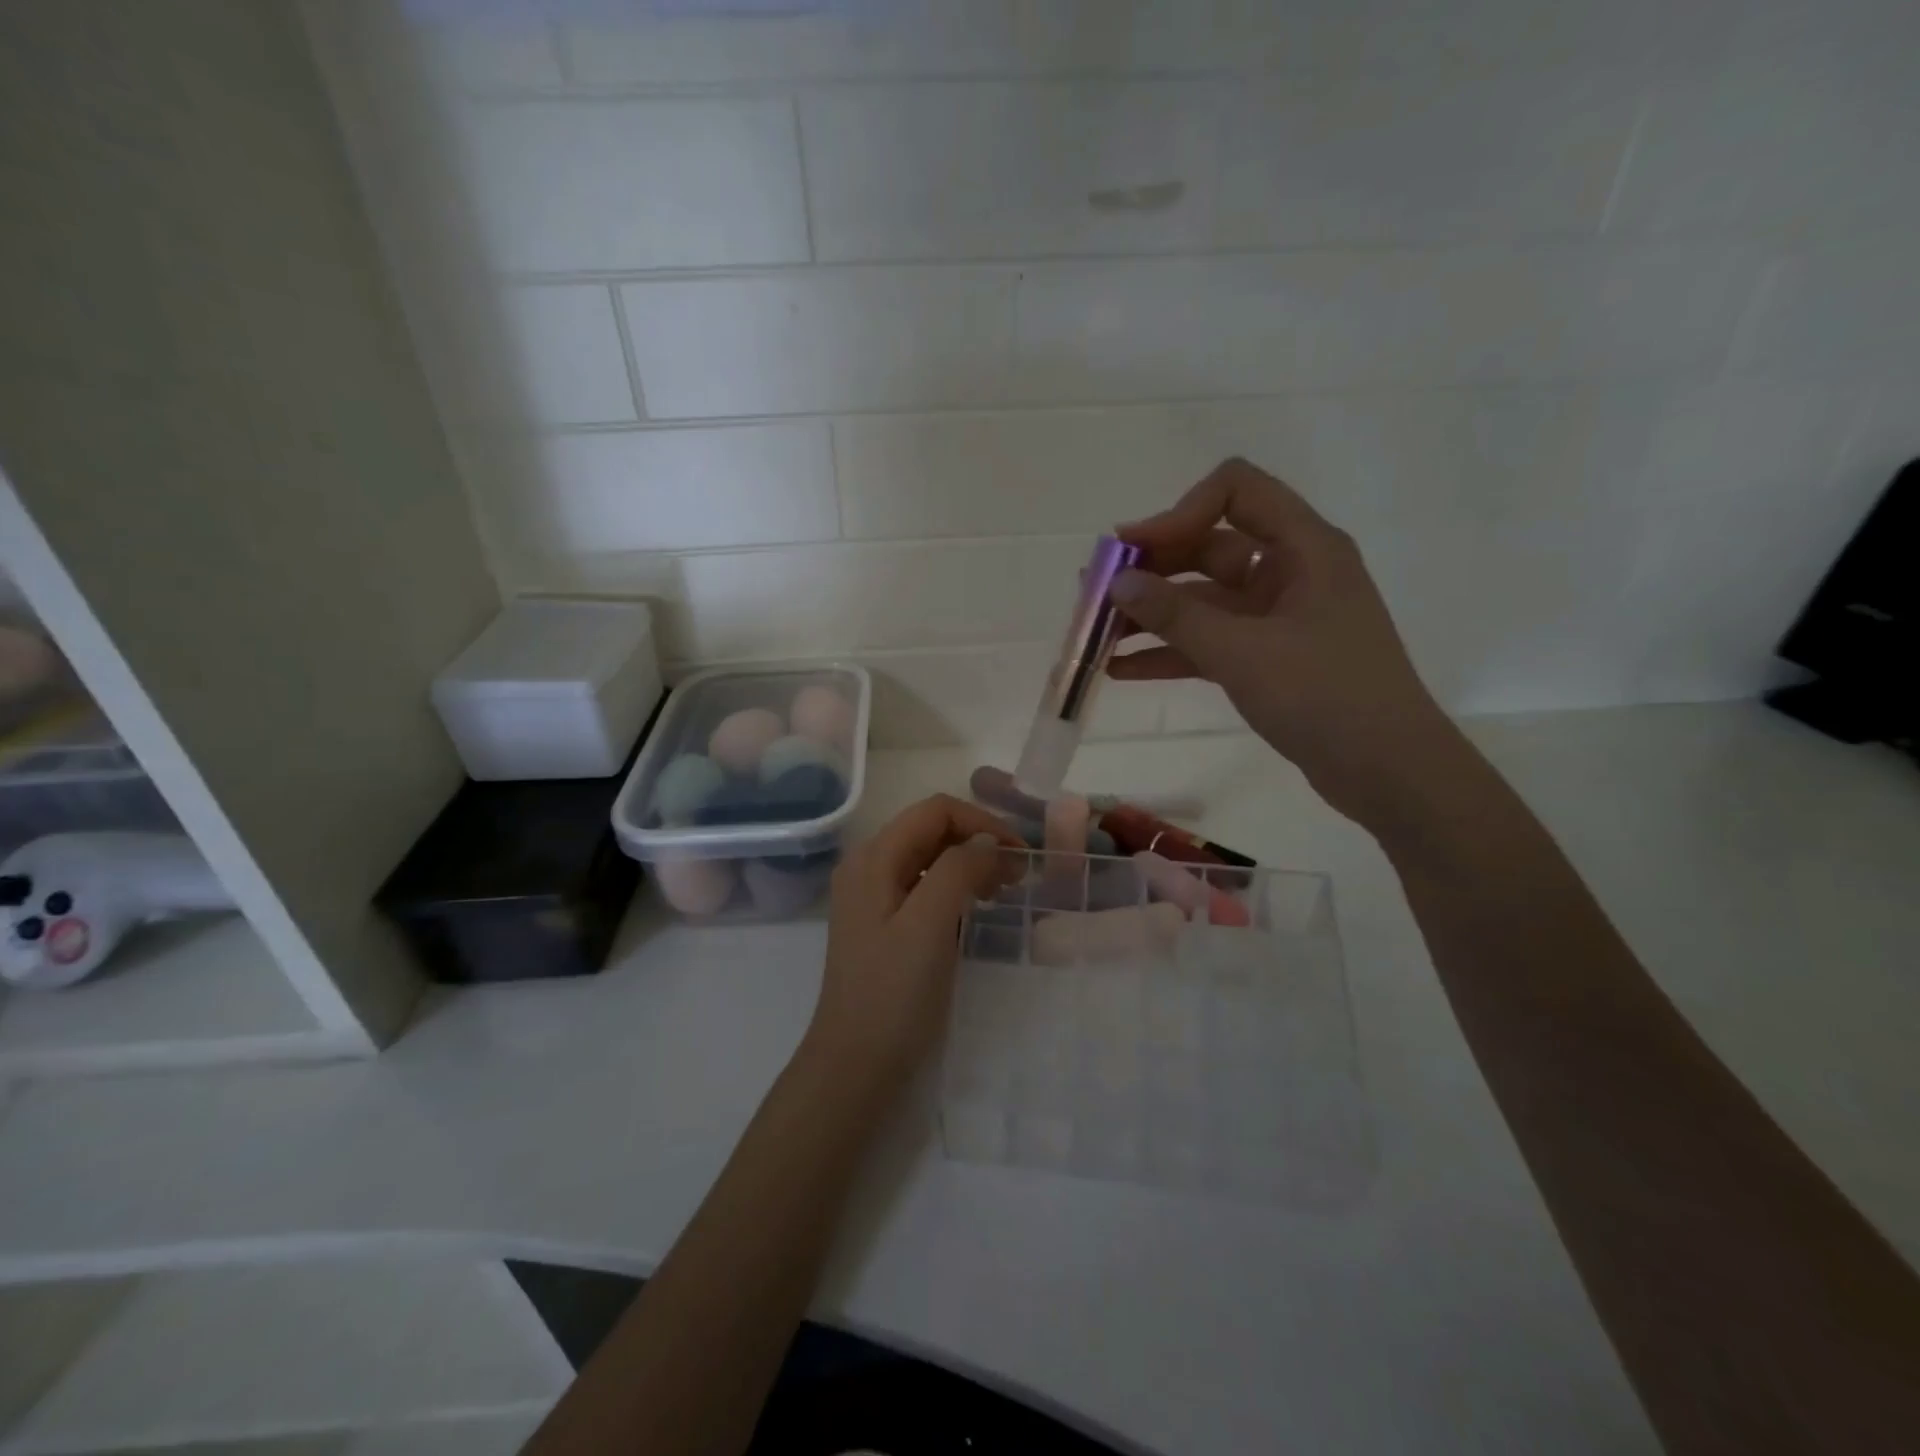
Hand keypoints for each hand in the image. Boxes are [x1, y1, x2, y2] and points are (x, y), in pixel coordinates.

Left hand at [805, 795, 1022, 1089]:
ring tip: (1003, 891)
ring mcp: (873, 897)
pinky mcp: (883, 925)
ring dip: (970, 865)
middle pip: (931, 831)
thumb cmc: (893, 993)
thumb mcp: (929, 923)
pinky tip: (976, 911)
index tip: (1020, 855)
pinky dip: (956, 889)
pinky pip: (924, 888)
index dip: (982, 823)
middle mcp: (868, 867)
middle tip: (1017, 876)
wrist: (856, 1065)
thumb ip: (959, 869)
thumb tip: (988, 843)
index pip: (935, 811)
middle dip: (978, 842)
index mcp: (873, 858)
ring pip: (930, 859)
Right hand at [1110, 458, 1459, 829]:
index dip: (1179, 512)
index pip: (1235, 490)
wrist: (1388, 772)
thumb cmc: (1324, 696)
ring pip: (1204, 600)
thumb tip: (1118, 582)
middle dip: (1151, 569)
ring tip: (1096, 635)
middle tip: (1095, 594)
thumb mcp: (1242, 652)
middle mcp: (1291, 571)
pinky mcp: (1270, 658)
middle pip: (1209, 547)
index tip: (1132, 551)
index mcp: (1302, 548)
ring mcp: (1279, 617)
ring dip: (1152, 615)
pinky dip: (1170, 652)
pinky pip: (1210, 642)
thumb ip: (1176, 616)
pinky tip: (1122, 670)